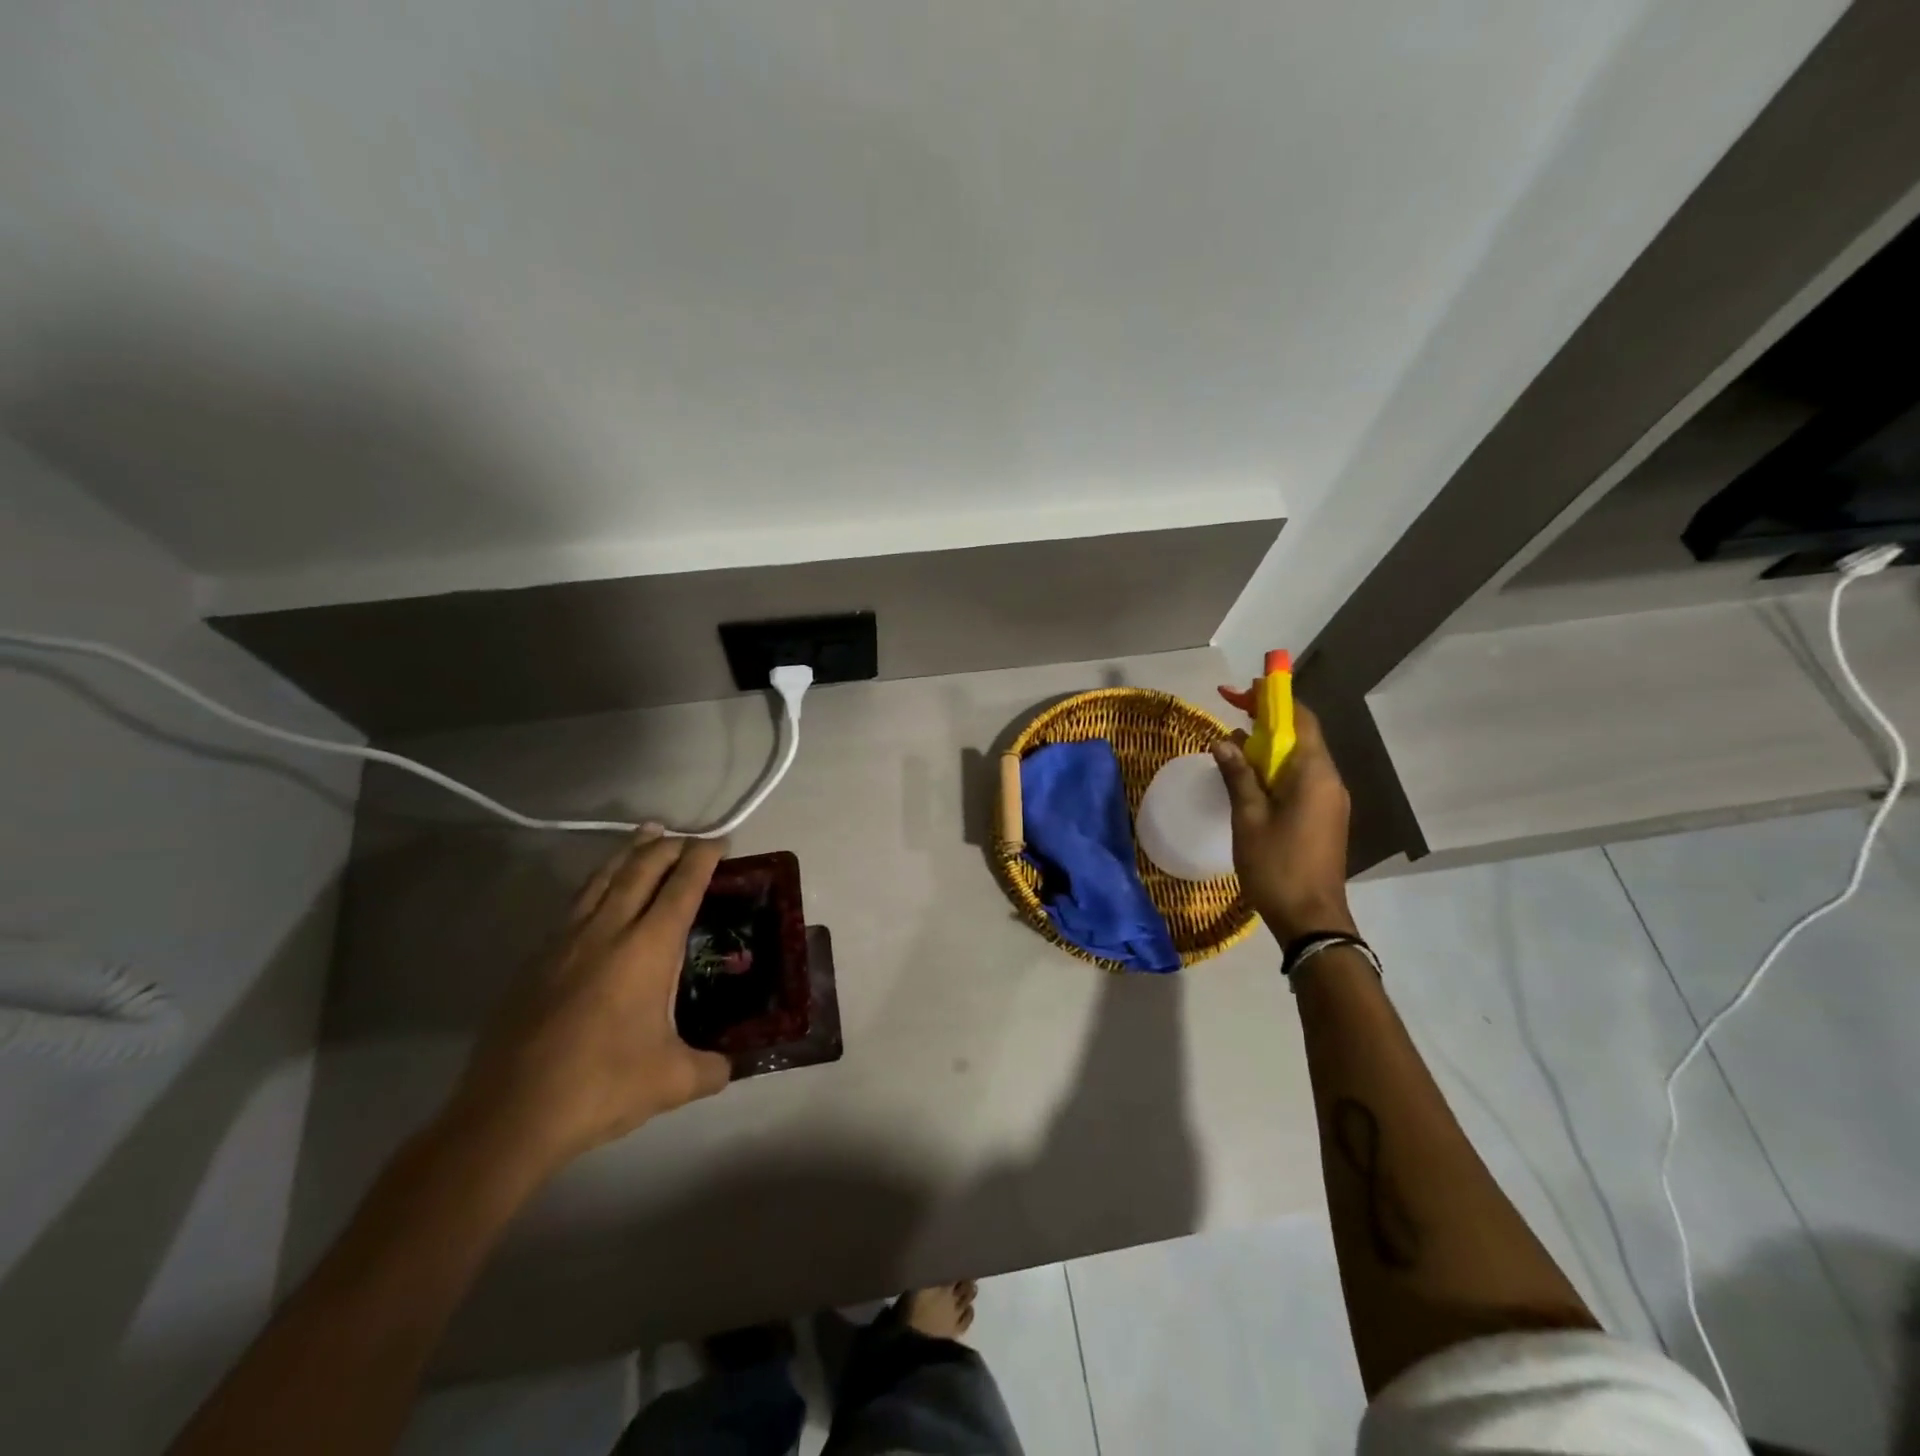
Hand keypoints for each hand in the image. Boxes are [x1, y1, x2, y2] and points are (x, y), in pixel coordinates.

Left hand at [446, 831, 732, 1174]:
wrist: (509, 1115)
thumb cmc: (601, 1087)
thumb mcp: (672, 1081)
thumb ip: (710, 1068)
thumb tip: (729, 1067)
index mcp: (647, 949)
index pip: (682, 887)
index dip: (703, 859)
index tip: (719, 842)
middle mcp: (607, 931)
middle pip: (640, 869)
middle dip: (667, 847)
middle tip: (687, 838)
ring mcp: (565, 942)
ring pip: (602, 878)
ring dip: (628, 852)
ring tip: (645, 835)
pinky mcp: (536, 960)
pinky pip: (575, 904)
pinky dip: (598, 884)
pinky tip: (600, 893)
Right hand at [1211, 704, 1357, 943]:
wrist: (1311, 918)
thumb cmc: (1277, 865)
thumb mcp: (1249, 818)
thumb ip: (1238, 775)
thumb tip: (1224, 741)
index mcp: (1314, 774)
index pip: (1300, 720)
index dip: (1273, 699)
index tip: (1244, 690)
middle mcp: (1329, 780)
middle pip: (1301, 737)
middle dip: (1268, 721)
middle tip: (1233, 714)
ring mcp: (1330, 800)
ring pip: (1300, 760)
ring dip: (1269, 748)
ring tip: (1234, 746)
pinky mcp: (1324, 817)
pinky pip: (1301, 781)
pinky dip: (1276, 770)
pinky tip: (1250, 779)